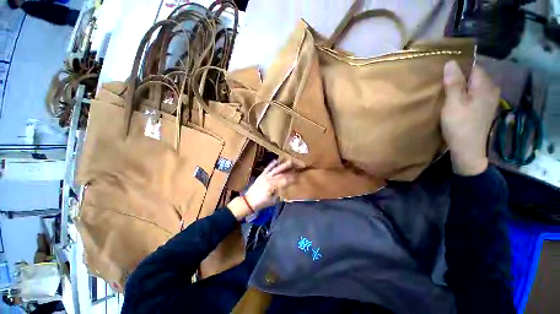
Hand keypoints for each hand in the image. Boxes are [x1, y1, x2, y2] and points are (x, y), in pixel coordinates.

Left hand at [228, 160, 294, 219]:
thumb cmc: (262, 203)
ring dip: (282, 165)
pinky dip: (272, 164)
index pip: (284, 180)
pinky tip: (276, 160)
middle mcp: (269, 179)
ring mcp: (265, 176)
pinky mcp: (261, 175)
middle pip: (281, 173)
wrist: (248, 201)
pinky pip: (267, 168)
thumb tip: (286, 187)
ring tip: (288, 160)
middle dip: (289, 169)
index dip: (292, 178)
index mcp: (272, 186)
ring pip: (275, 169)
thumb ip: (280, 193)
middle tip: (296, 165)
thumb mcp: (273, 200)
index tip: (298, 176)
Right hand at [442, 61, 499, 175]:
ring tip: (449, 93)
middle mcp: (491, 89)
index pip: (473, 67)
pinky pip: (476, 95)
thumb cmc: (460, 125)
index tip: (444, 75)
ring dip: (463, 87)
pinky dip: (467, 95)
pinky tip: (458, 102)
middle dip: (461, 78)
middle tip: (443, 85)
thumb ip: (453, 83)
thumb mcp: (453, 103)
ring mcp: (490, 100)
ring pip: (475, 86)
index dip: (459, 69)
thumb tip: (451, 62)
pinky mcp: (486, 109)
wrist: (468, 149)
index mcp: (485, 85)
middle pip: (475, 76)